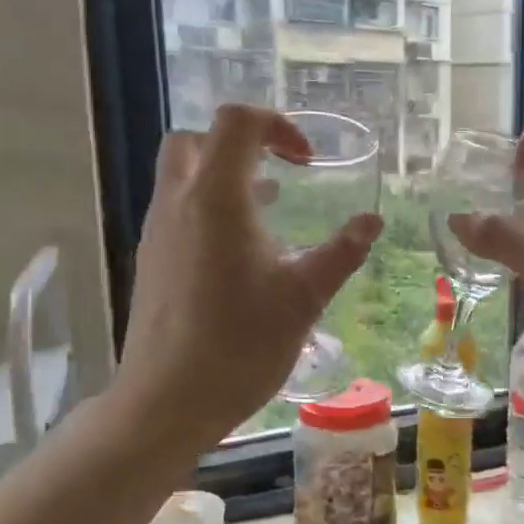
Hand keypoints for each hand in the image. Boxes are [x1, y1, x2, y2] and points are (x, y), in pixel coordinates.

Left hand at [116, 105, 381, 445]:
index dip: (277, 126)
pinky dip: (210, 208)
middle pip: (198, 139)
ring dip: (225, 177)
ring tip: (271, 210)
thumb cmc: (241, 344)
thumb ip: (341, 252)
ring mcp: (158, 232)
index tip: (309, 162)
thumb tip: (372, 221)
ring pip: (183, 175)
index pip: (237, 123)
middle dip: (242, 144)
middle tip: (281, 173)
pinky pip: (178, 210)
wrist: (169, 400)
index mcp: (216, 199)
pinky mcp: (151, 260)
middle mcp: (178, 203)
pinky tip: (242, 253)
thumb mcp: (304, 297)